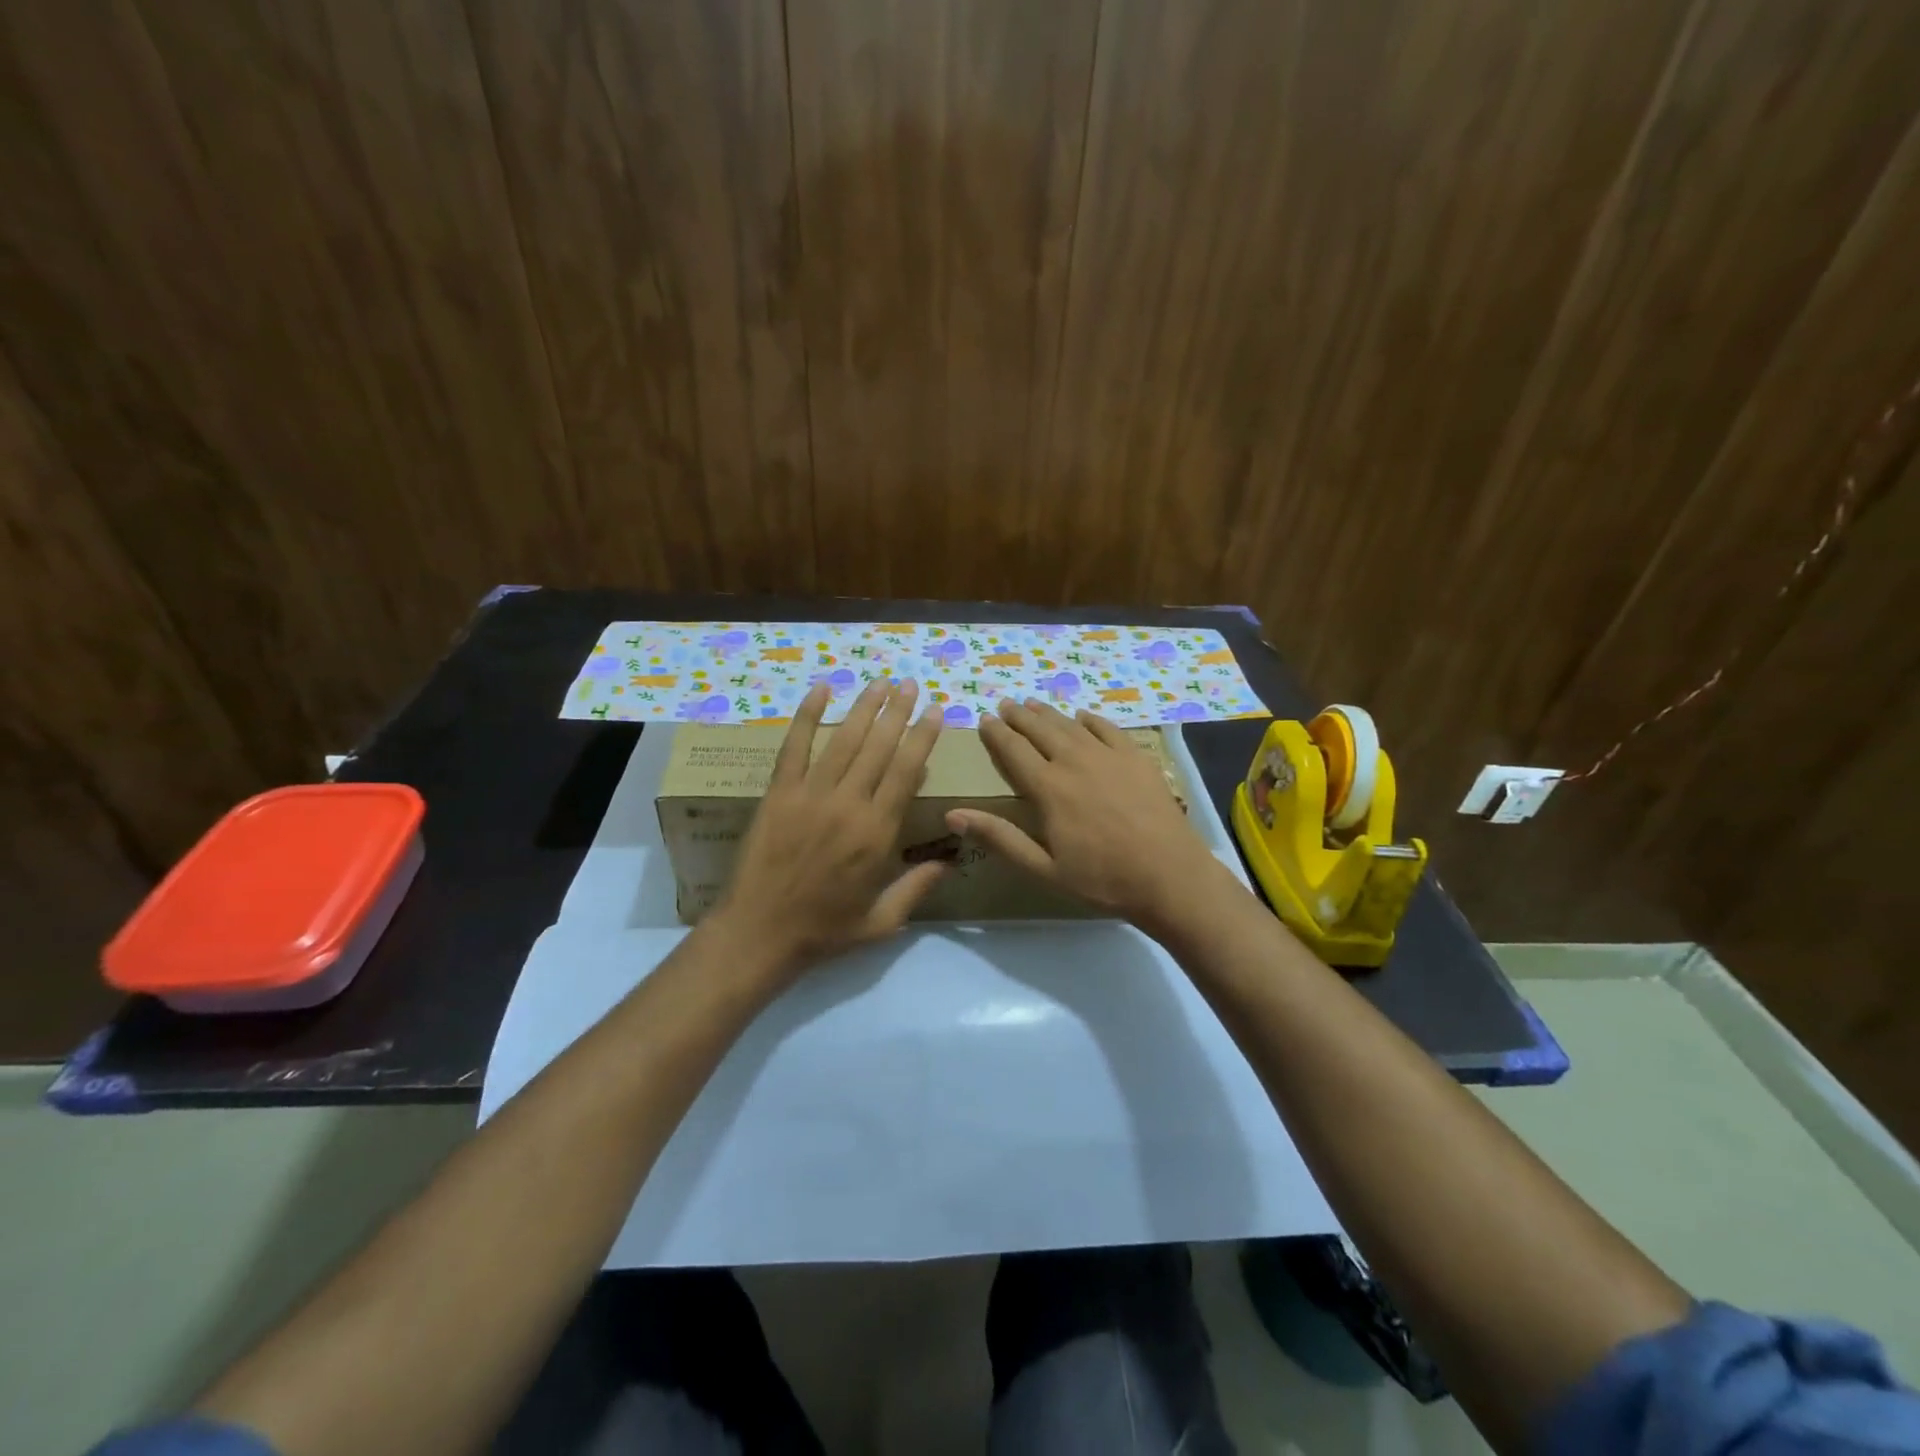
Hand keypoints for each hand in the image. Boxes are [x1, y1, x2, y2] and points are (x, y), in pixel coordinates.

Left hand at [713, 677, 945, 980]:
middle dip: (898, 711)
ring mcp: (810, 794)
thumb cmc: (825, 929)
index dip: (923, 737)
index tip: (935, 711)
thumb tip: (952, 860)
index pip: (907, 771)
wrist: (759, 933)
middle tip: (910, 684)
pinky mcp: (778, 793)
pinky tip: (821, 690)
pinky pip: (794, 746)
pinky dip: (807, 716)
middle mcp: (848, 804)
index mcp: (877, 832)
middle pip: (879, 746)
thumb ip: (918, 887)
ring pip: (844, 740)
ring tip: (880, 682)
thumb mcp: (882, 921)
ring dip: (864, 707)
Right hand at [946, 698, 1232, 932]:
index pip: (1014, 750)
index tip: (985, 719)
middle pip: (1040, 730)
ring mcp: (1109, 756)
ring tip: (1034, 704)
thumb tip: (953, 814)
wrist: (1169, 876)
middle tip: (1006, 704)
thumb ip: (999, 838)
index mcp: (1048, 788)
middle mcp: (1075, 761)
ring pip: (1071, 725)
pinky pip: (1108, 729)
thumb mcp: (1043, 868)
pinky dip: (1091, 720)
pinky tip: (1083, 717)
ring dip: (1049, 714)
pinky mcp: (1137, 758)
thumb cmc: (1101, 879)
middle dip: (1019, 716)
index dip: (996, 733)